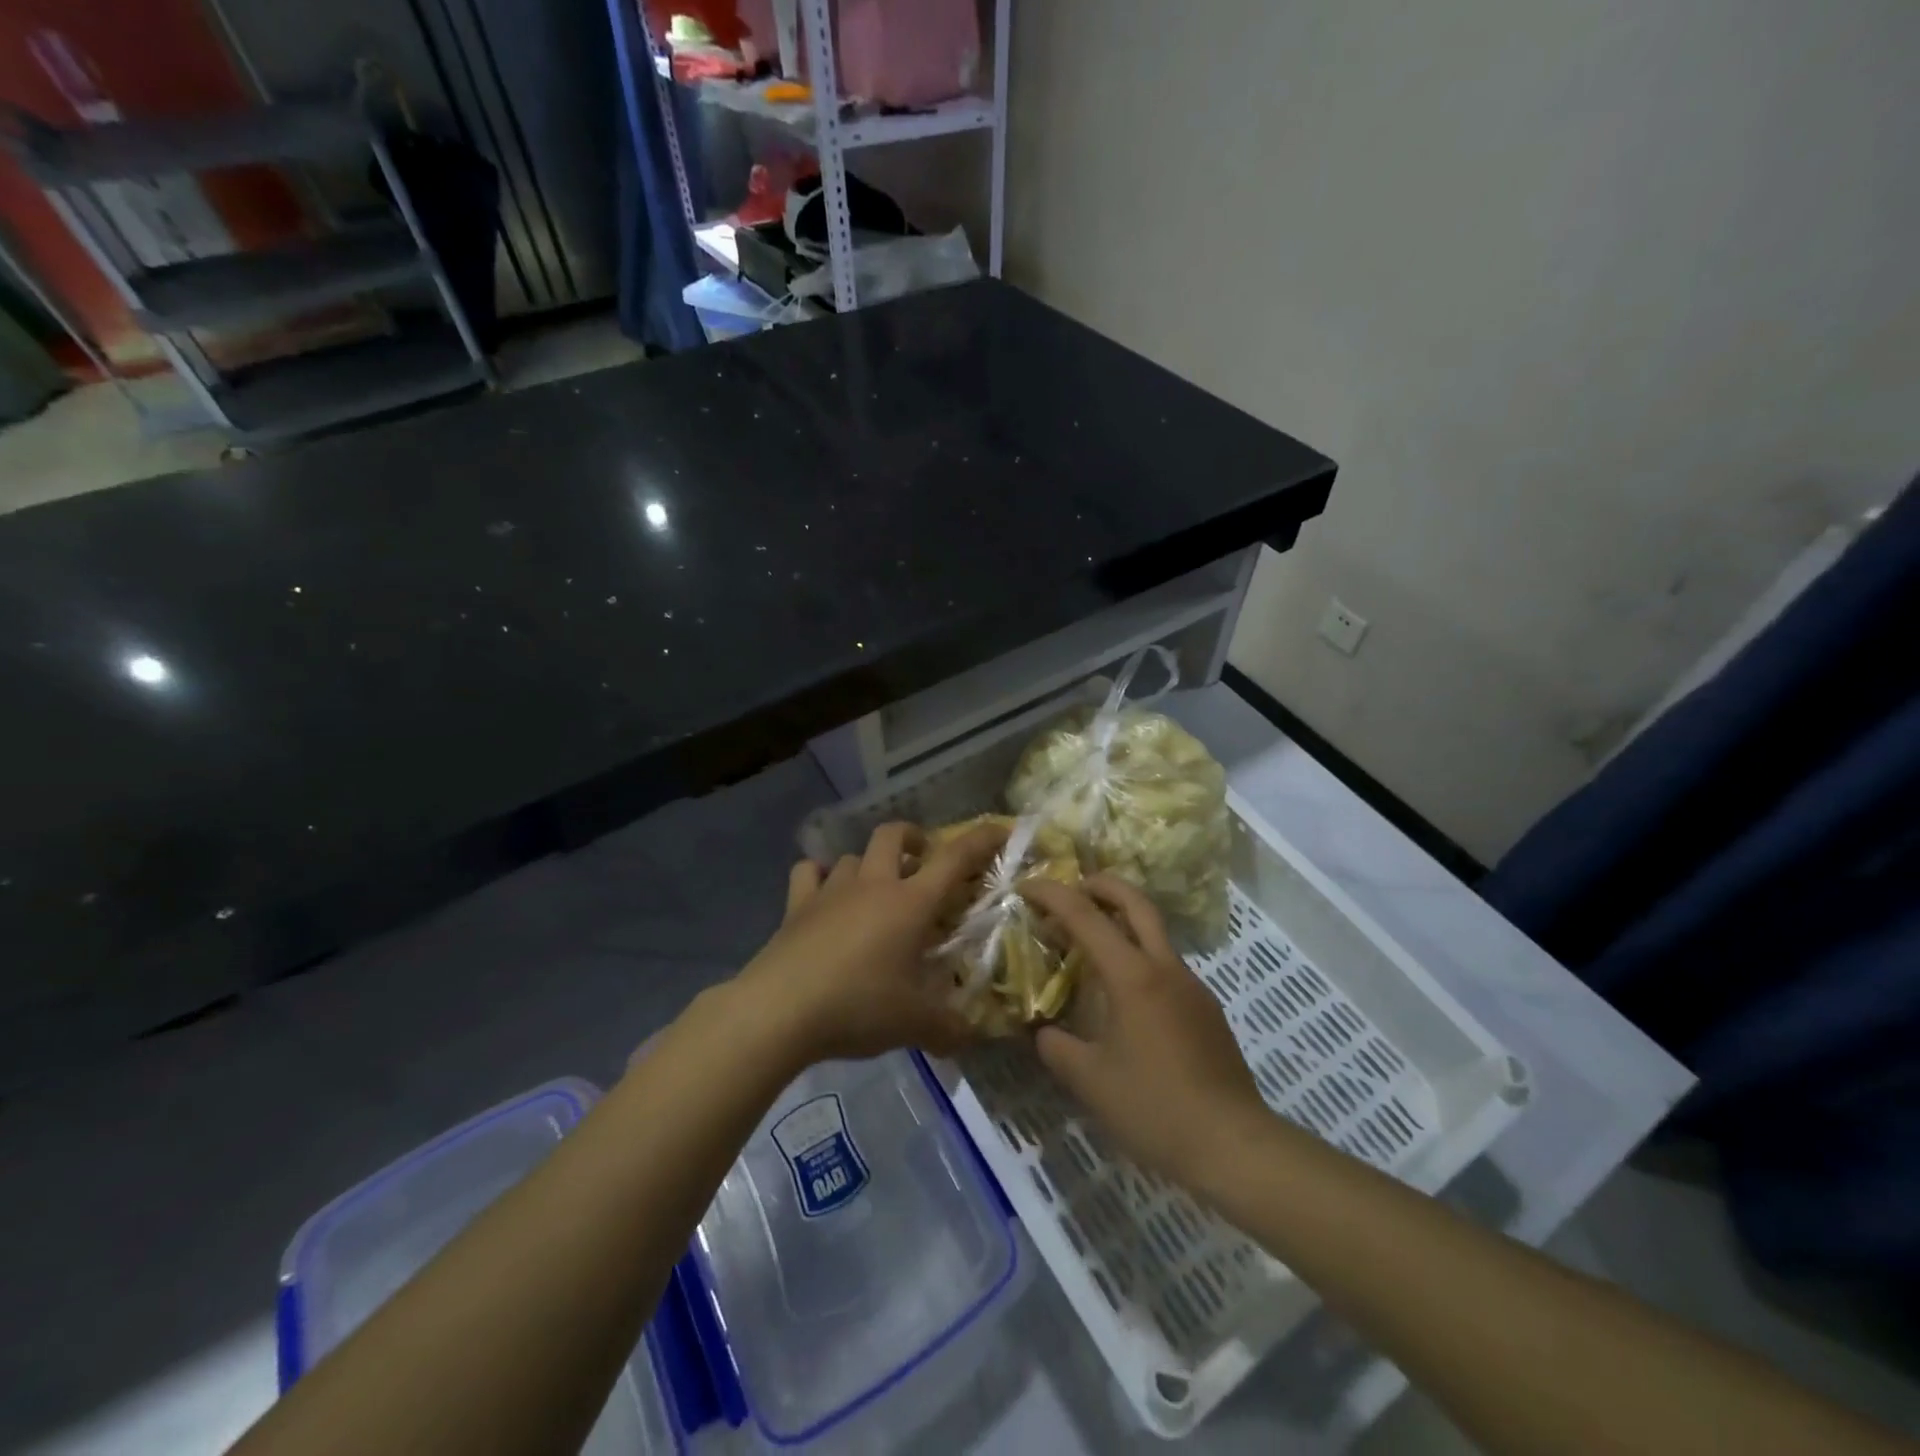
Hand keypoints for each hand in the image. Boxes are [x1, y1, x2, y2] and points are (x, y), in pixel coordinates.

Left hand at [733, 820, 1006, 1066]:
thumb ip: (950, 1028)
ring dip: (870, 864)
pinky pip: (809, 873)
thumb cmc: (858, 1007)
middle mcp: (873, 884)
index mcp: (910, 903)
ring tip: (875, 891)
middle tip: (923, 862)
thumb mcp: (915, 1025)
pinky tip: (824, 896)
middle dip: (914, 838)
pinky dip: (819, 877)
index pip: (954, 858)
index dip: (981, 840)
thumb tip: (971, 1035)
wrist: (779, 1010)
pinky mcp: (796, 905)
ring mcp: (830, 890)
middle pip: (894, 834)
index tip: (1000, 830)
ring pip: (854, 855)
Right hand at [1021, 874, 1265, 1183]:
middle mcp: (1165, 967)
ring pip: (1154, 932)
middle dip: (1101, 884)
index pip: (1085, 915)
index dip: (1052, 894)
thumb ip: (1057, 1048)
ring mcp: (1192, 986)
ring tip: (1090, 943)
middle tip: (1072, 887)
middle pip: (1135, 901)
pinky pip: (1166, 965)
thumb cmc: (1155, 1108)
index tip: (1026, 887)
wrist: (1233, 1145)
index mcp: (1132, 975)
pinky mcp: (1206, 1009)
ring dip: (1121, 922)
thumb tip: (1044, 1031)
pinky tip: (1123, 994)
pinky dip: (1138, 957)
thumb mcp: (1090, 1081)